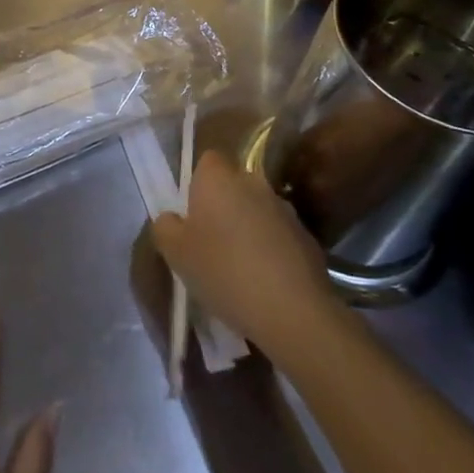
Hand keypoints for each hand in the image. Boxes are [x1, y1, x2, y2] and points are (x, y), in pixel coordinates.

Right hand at [152, 150, 333, 355]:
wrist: (294, 311)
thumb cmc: (224, 271)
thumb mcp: (176, 253)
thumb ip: (165, 227)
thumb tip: (172, 218)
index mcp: (219, 177)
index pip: (206, 161)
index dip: (197, 184)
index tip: (191, 215)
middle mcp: (253, 182)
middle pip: (232, 186)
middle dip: (223, 207)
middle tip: (210, 243)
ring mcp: (285, 209)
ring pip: (257, 211)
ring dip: (248, 228)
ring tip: (239, 268)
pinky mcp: (308, 237)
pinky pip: (279, 236)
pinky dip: (271, 250)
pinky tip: (265, 282)